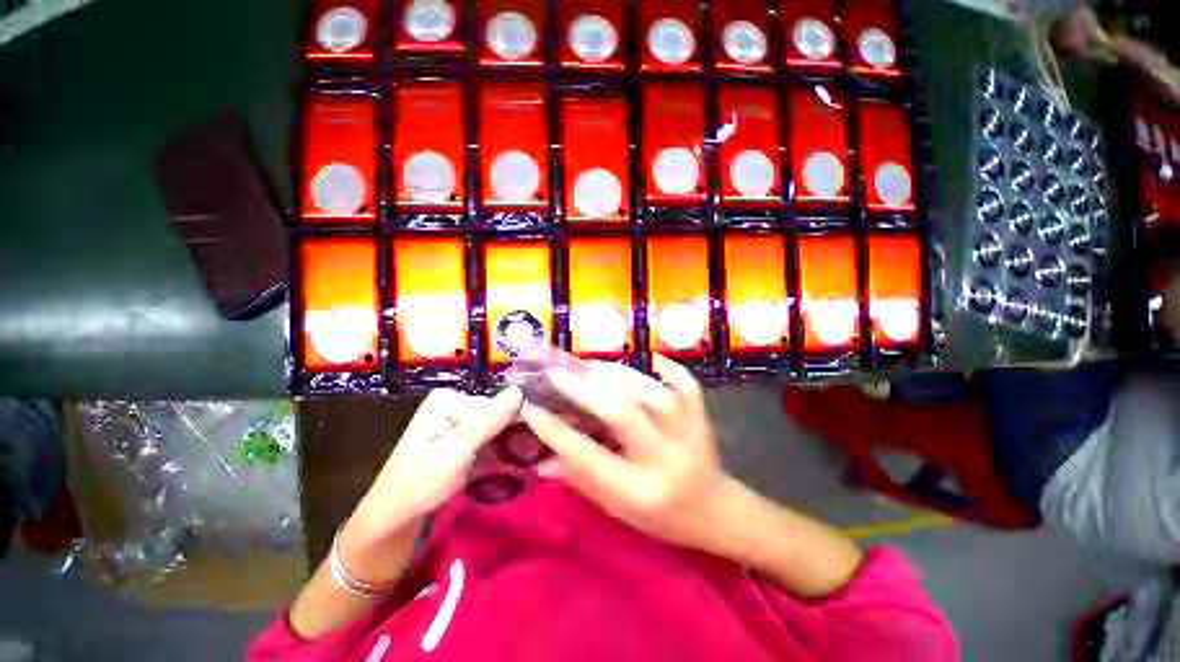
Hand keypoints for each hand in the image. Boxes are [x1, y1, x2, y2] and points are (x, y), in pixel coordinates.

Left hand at [342, 387, 521, 581]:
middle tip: (535, 453)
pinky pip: (490, 438)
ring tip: (530, 457)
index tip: (536, 441)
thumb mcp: (455, 452)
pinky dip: (502, 449)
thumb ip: (487, 421)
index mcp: (448, 399)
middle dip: (514, 432)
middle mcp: (455, 404)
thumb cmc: (419, 485)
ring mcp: (458, 421)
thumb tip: (519, 391)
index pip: (496, 405)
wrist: (393, 521)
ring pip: (497, 426)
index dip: (515, 422)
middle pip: (498, 414)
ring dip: (512, 443)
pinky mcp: (462, 438)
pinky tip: (517, 459)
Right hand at [522, 356, 737, 555]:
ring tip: (591, 366)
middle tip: (558, 372)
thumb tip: (540, 460)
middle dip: (585, 390)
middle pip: (623, 415)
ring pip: (652, 395)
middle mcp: (664, 459)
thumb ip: (580, 480)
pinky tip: (651, 360)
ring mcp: (689, 435)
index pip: (590, 458)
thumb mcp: (618, 509)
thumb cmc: (662, 518)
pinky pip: (688, 386)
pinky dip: (669, 368)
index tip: (531, 409)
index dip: (556, 432)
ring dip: (618, 375)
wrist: (716, 512)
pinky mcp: (702, 418)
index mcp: (640, 492)